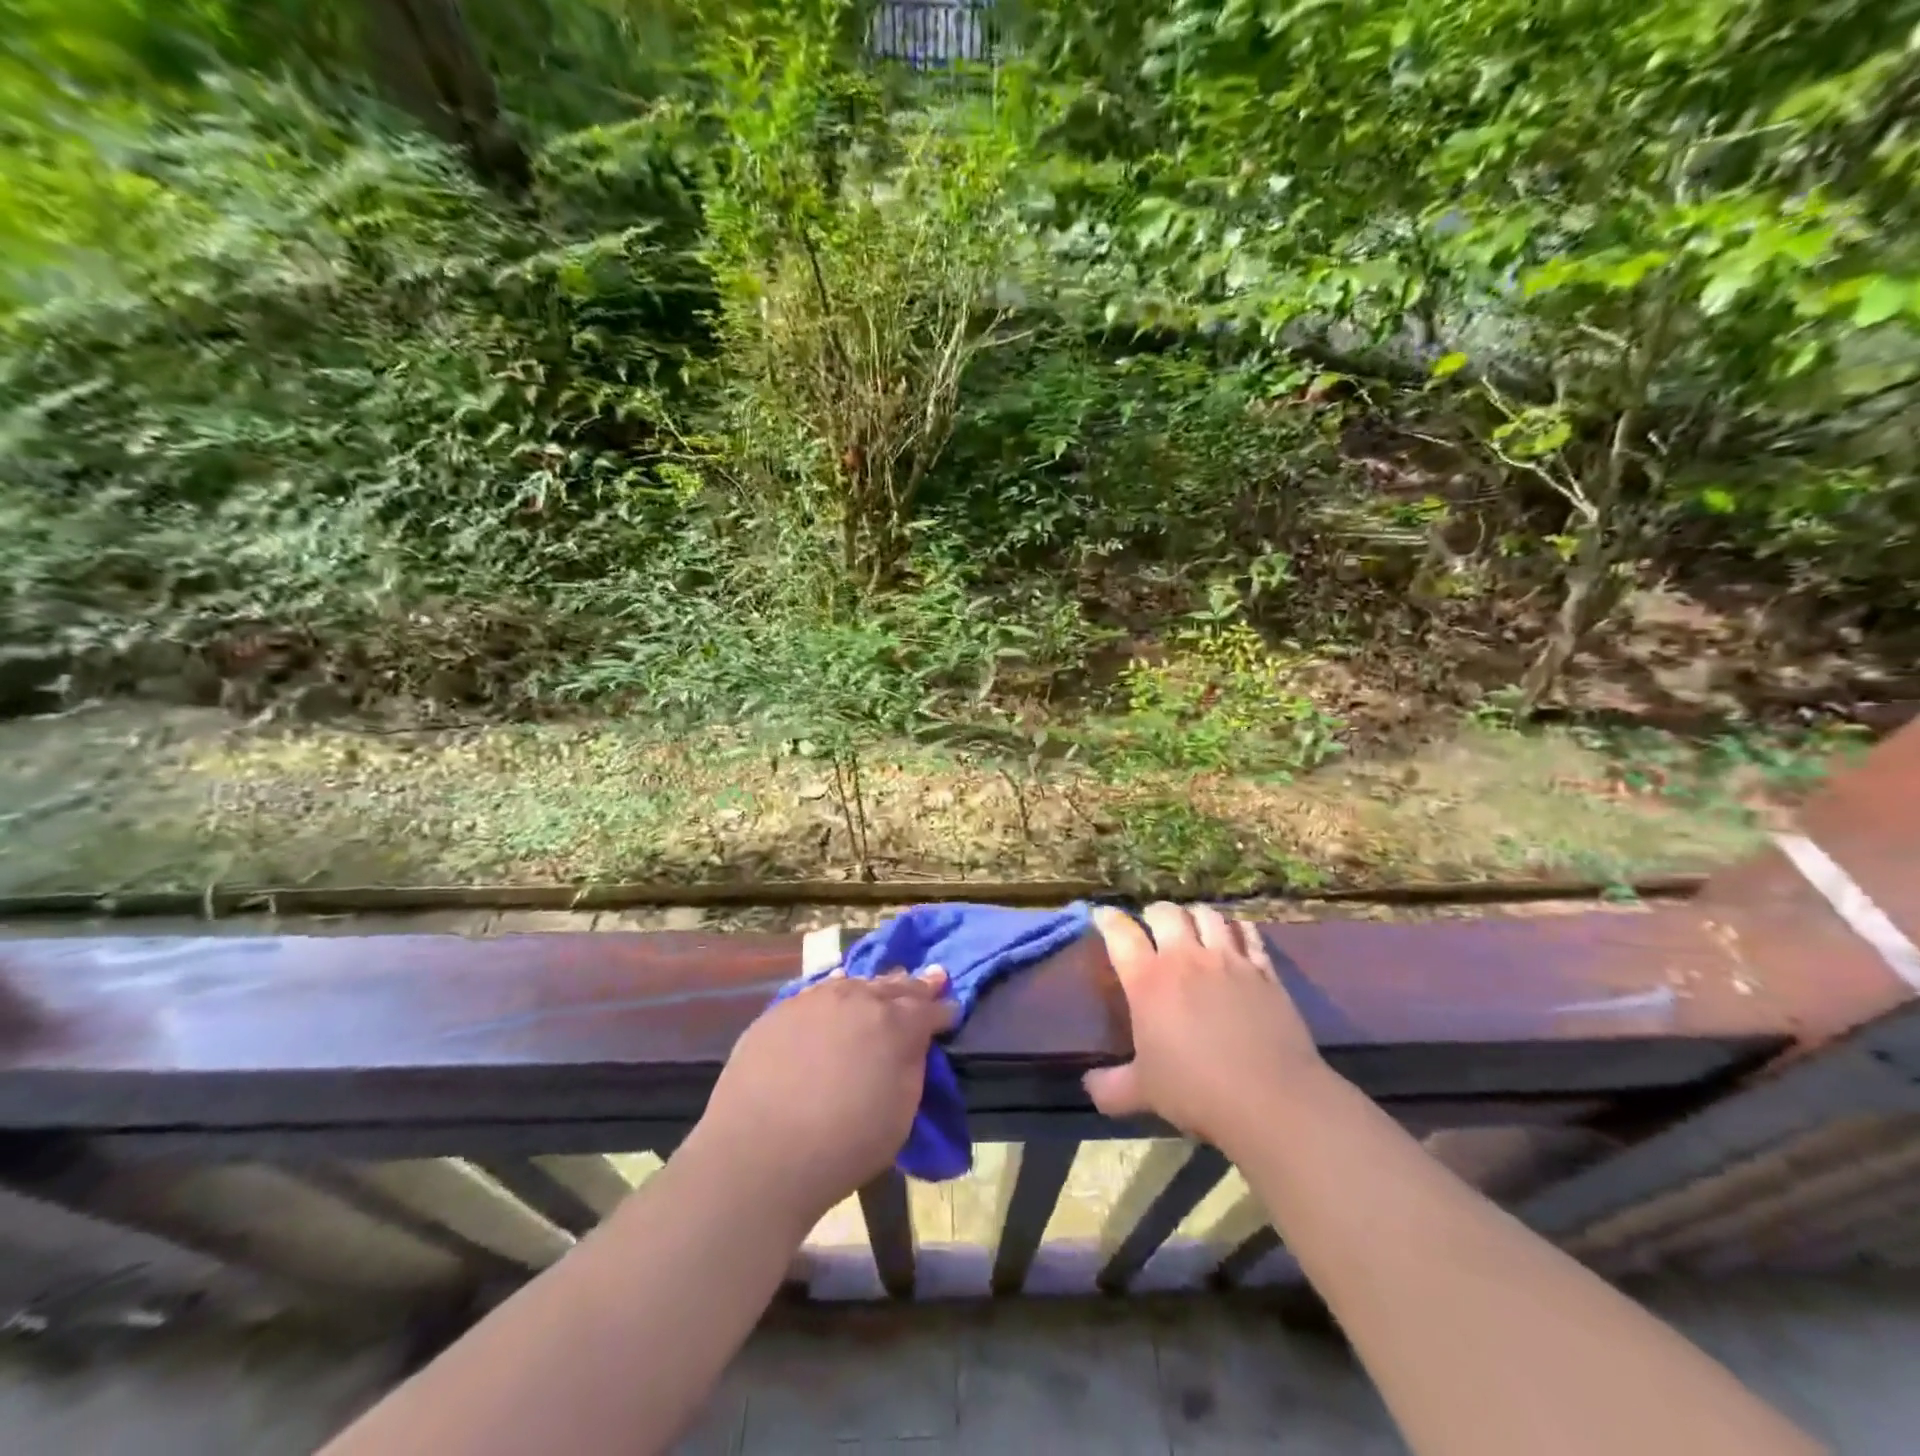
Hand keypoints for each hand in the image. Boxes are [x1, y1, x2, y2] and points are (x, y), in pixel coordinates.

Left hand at [692, 968, 956, 1226]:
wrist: (759, 1152)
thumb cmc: (843, 1144)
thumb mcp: (900, 1113)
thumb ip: (910, 1067)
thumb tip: (910, 1044)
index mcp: (895, 1024)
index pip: (928, 1009)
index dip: (943, 1010)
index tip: (952, 1009)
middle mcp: (858, 999)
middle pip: (893, 986)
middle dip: (914, 986)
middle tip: (931, 978)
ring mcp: (815, 1000)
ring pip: (855, 983)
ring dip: (874, 986)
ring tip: (884, 984)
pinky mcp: (780, 1010)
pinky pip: (818, 992)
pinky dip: (836, 991)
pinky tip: (836, 991)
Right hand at [1084, 903, 1326, 1150]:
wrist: (1270, 1099)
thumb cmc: (1196, 1091)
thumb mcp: (1143, 1092)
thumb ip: (1110, 1086)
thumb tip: (1089, 1086)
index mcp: (1147, 980)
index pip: (1120, 933)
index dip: (1108, 919)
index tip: (1103, 916)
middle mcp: (1185, 959)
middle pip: (1165, 912)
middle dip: (1155, 914)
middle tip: (1153, 927)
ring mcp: (1228, 960)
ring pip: (1207, 915)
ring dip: (1195, 917)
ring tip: (1193, 928)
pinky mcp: (1264, 971)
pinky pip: (1248, 933)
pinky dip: (1237, 929)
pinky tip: (1235, 937)